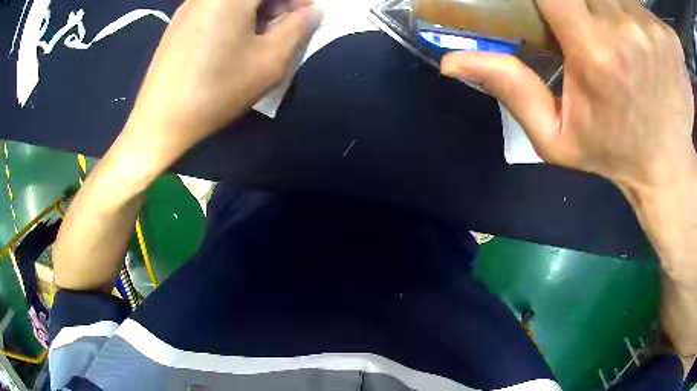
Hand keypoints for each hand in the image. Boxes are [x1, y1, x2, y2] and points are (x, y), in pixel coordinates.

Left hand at [126, 0, 322, 148]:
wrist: (160, 121)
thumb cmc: (217, 89)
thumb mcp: (270, 60)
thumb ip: (298, 28)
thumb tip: (312, 12)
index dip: (295, 0)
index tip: (305, 16)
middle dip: (276, 4)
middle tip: (285, 28)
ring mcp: (189, 7)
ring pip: (233, 0)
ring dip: (256, 11)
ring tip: (260, 38)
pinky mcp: (178, 23)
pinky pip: (215, 8)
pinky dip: (234, 17)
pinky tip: (233, 42)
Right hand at [441, 0, 694, 192]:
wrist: (665, 167)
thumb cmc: (614, 152)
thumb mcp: (555, 137)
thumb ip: (511, 91)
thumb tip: (452, 60)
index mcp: (593, 51)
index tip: (544, 1)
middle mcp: (624, 27)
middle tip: (581, 14)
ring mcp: (652, 28)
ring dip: (609, 1)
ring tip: (609, 23)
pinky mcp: (667, 37)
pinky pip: (646, 4)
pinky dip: (641, 8)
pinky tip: (639, 25)